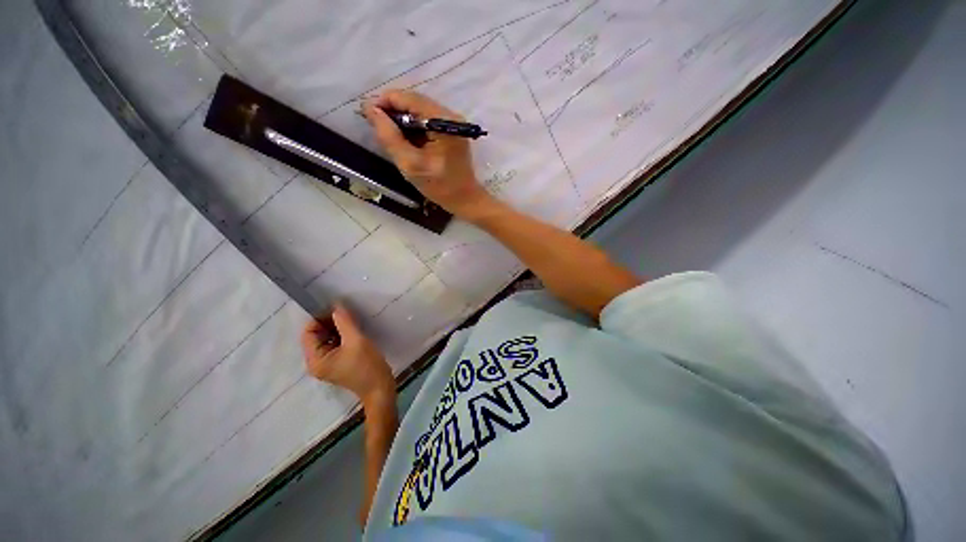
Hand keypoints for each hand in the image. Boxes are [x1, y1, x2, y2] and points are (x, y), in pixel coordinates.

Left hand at [301, 305, 394, 403]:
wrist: (380, 388)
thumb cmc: (367, 366)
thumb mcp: (356, 341)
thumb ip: (345, 322)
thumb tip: (336, 306)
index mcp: (315, 360)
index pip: (308, 332)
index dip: (320, 318)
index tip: (338, 309)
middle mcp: (316, 362)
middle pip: (317, 335)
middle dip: (330, 322)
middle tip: (347, 313)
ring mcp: (328, 363)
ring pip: (327, 339)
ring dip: (337, 328)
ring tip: (353, 320)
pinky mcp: (338, 363)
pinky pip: (335, 344)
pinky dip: (343, 335)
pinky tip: (355, 329)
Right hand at [363, 90, 495, 218]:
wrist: (465, 199)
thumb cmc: (440, 187)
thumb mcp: (411, 164)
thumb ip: (390, 137)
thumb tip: (370, 109)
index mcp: (443, 122)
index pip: (409, 98)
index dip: (384, 102)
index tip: (366, 114)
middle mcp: (450, 115)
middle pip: (414, 102)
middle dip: (393, 112)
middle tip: (376, 127)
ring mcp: (452, 122)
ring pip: (419, 111)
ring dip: (402, 120)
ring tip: (390, 136)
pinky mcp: (452, 130)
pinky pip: (426, 121)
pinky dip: (413, 128)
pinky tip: (406, 141)